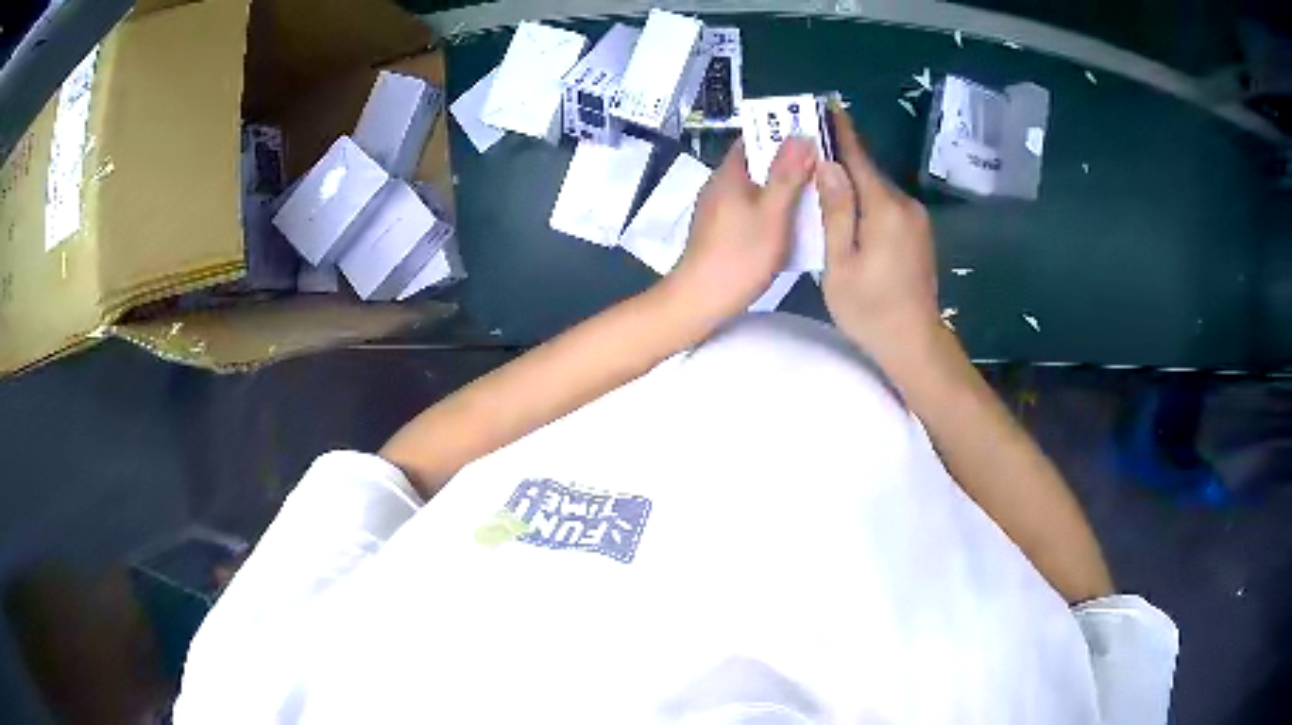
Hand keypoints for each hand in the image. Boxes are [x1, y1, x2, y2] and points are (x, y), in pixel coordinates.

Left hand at [667, 138, 815, 323]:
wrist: (700, 300)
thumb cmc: (738, 255)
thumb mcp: (771, 213)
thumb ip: (786, 175)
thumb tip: (801, 135)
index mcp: (729, 173)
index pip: (754, 138)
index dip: (782, 134)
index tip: (813, 137)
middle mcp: (720, 185)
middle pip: (758, 163)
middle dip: (789, 163)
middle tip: (824, 169)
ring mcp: (719, 209)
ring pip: (756, 189)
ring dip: (783, 189)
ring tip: (816, 194)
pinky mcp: (721, 231)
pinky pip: (752, 209)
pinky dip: (773, 210)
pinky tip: (794, 224)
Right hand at [816, 109, 940, 366]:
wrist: (914, 342)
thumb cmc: (870, 308)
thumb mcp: (840, 263)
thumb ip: (836, 210)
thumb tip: (828, 165)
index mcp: (884, 208)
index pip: (858, 157)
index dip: (841, 130)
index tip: (826, 104)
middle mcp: (905, 205)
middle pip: (867, 172)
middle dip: (840, 158)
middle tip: (808, 148)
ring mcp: (916, 220)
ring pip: (877, 189)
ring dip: (852, 182)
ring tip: (822, 178)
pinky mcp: (918, 234)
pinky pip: (886, 206)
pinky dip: (866, 200)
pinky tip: (848, 208)